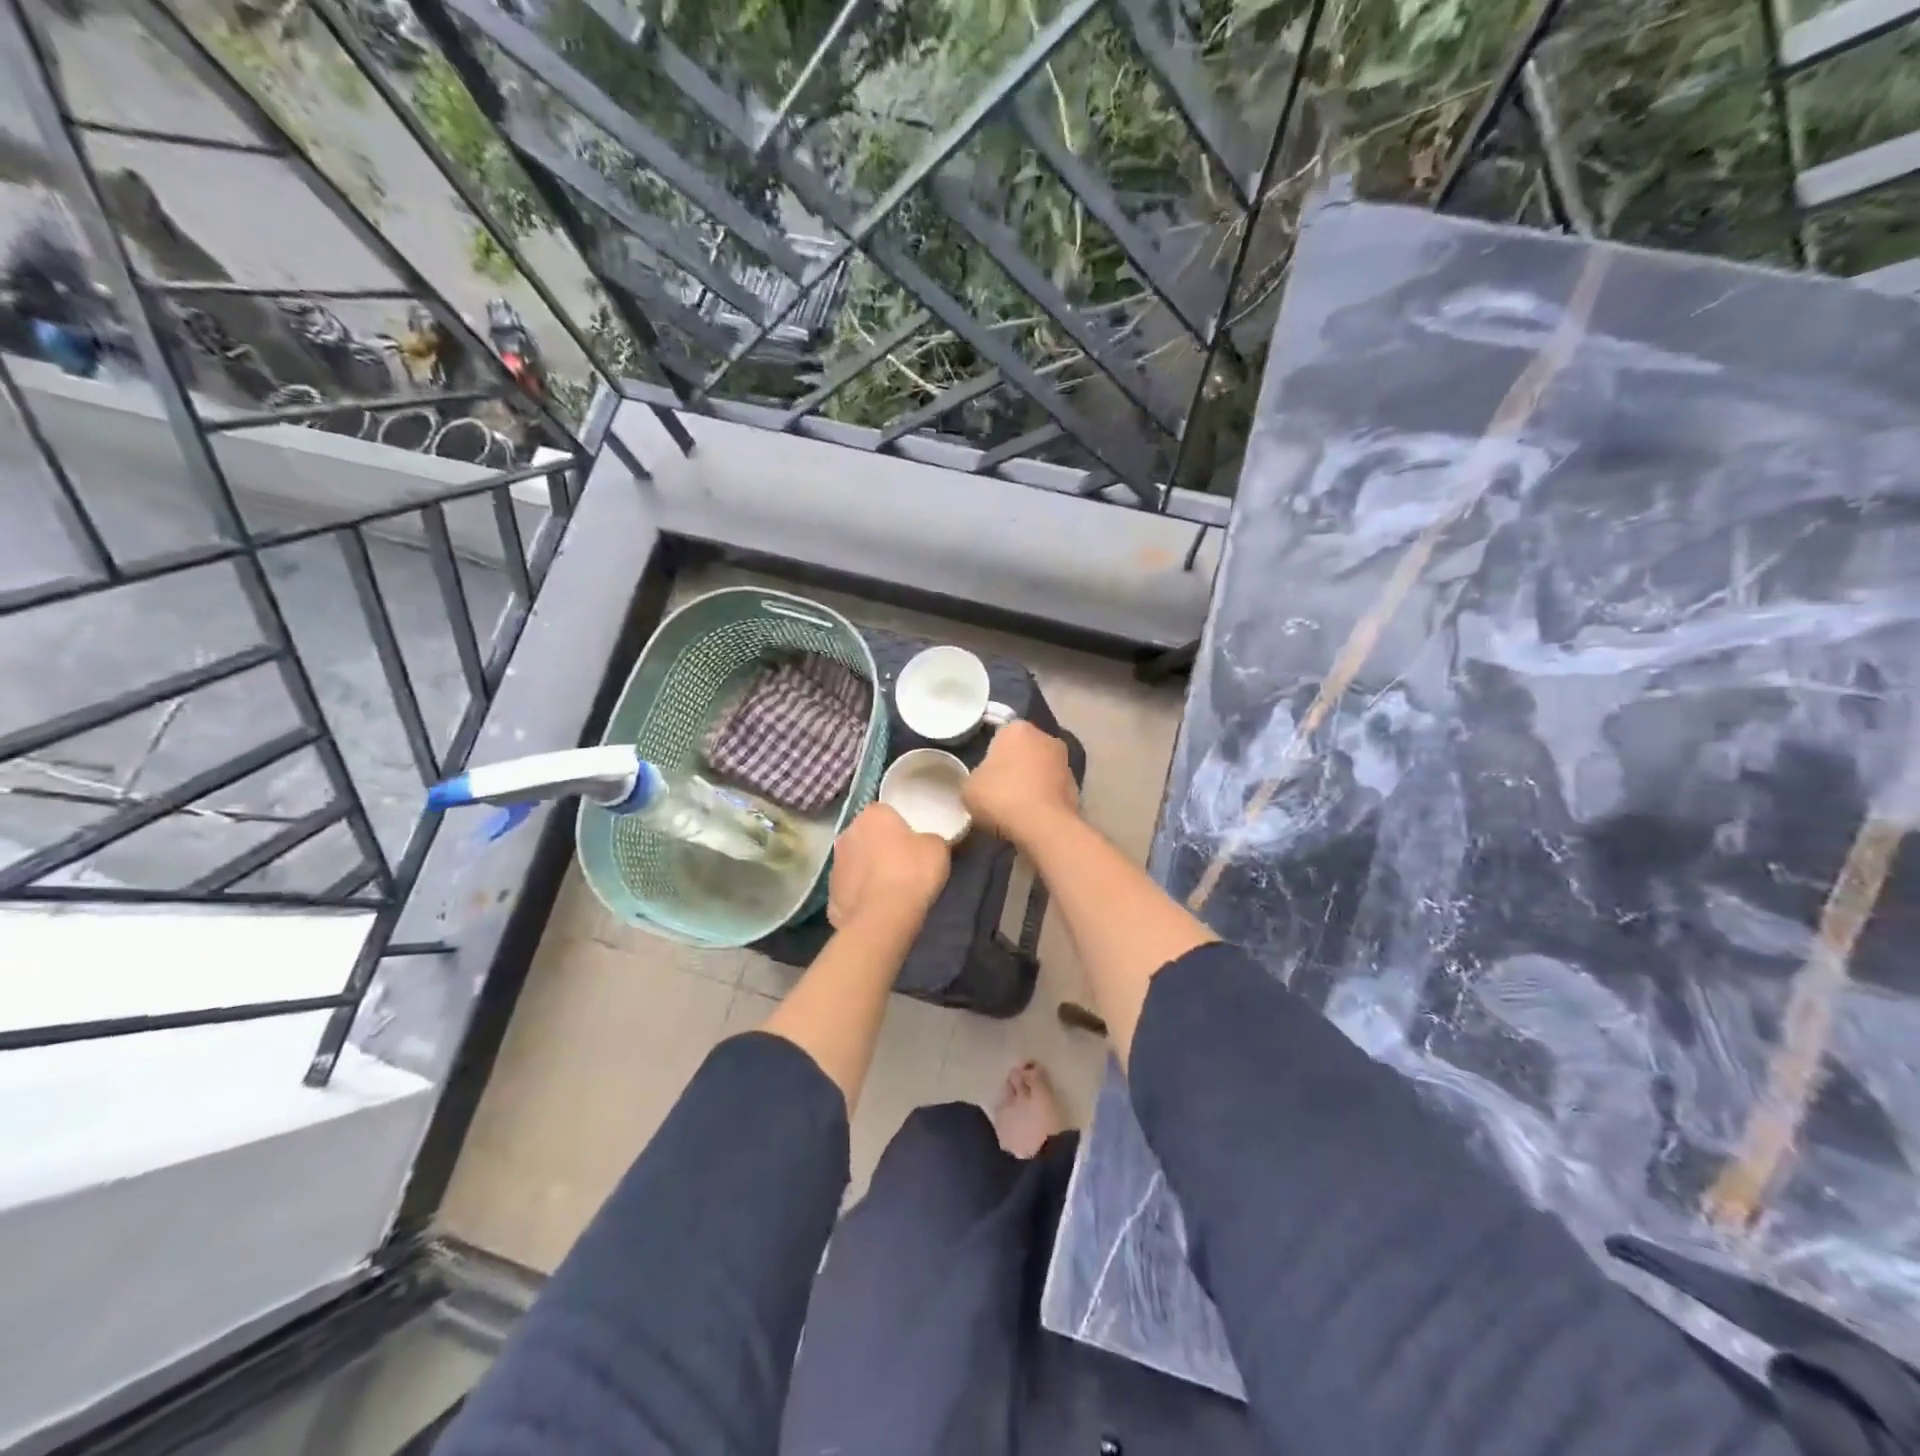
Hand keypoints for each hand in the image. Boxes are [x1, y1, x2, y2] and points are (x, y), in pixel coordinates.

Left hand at [827, 803, 949, 930]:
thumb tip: (925, 843)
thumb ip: (930, 839)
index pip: (886, 813)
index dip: (900, 828)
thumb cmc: (912, 871)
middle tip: (902, 865)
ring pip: (855, 863)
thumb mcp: (938, 847)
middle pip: (866, 836)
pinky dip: (860, 897)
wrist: (883, 916)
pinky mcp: (830, 895)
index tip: (912, 844)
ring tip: (889, 891)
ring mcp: (835, 864)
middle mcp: (847, 833)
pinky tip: (877, 909)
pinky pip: (850, 890)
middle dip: (880, 847)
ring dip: (867, 872)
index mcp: (872, 814)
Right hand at [964, 721, 1079, 849]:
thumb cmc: (1001, 797)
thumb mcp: (968, 788)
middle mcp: (1045, 737)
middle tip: (999, 789)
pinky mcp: (1077, 786)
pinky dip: (1044, 797)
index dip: (991, 754)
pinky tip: (1033, 816)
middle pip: (1024, 749)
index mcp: (1017, 729)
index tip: (985, 774)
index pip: (1000, 734)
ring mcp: (1065, 761)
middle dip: (1014, 764)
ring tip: (1016, 806)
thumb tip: (984, 782)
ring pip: (1041, 768)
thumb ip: (976, 777)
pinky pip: (1052, 788)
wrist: (1043, 826)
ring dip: (1032, 781)